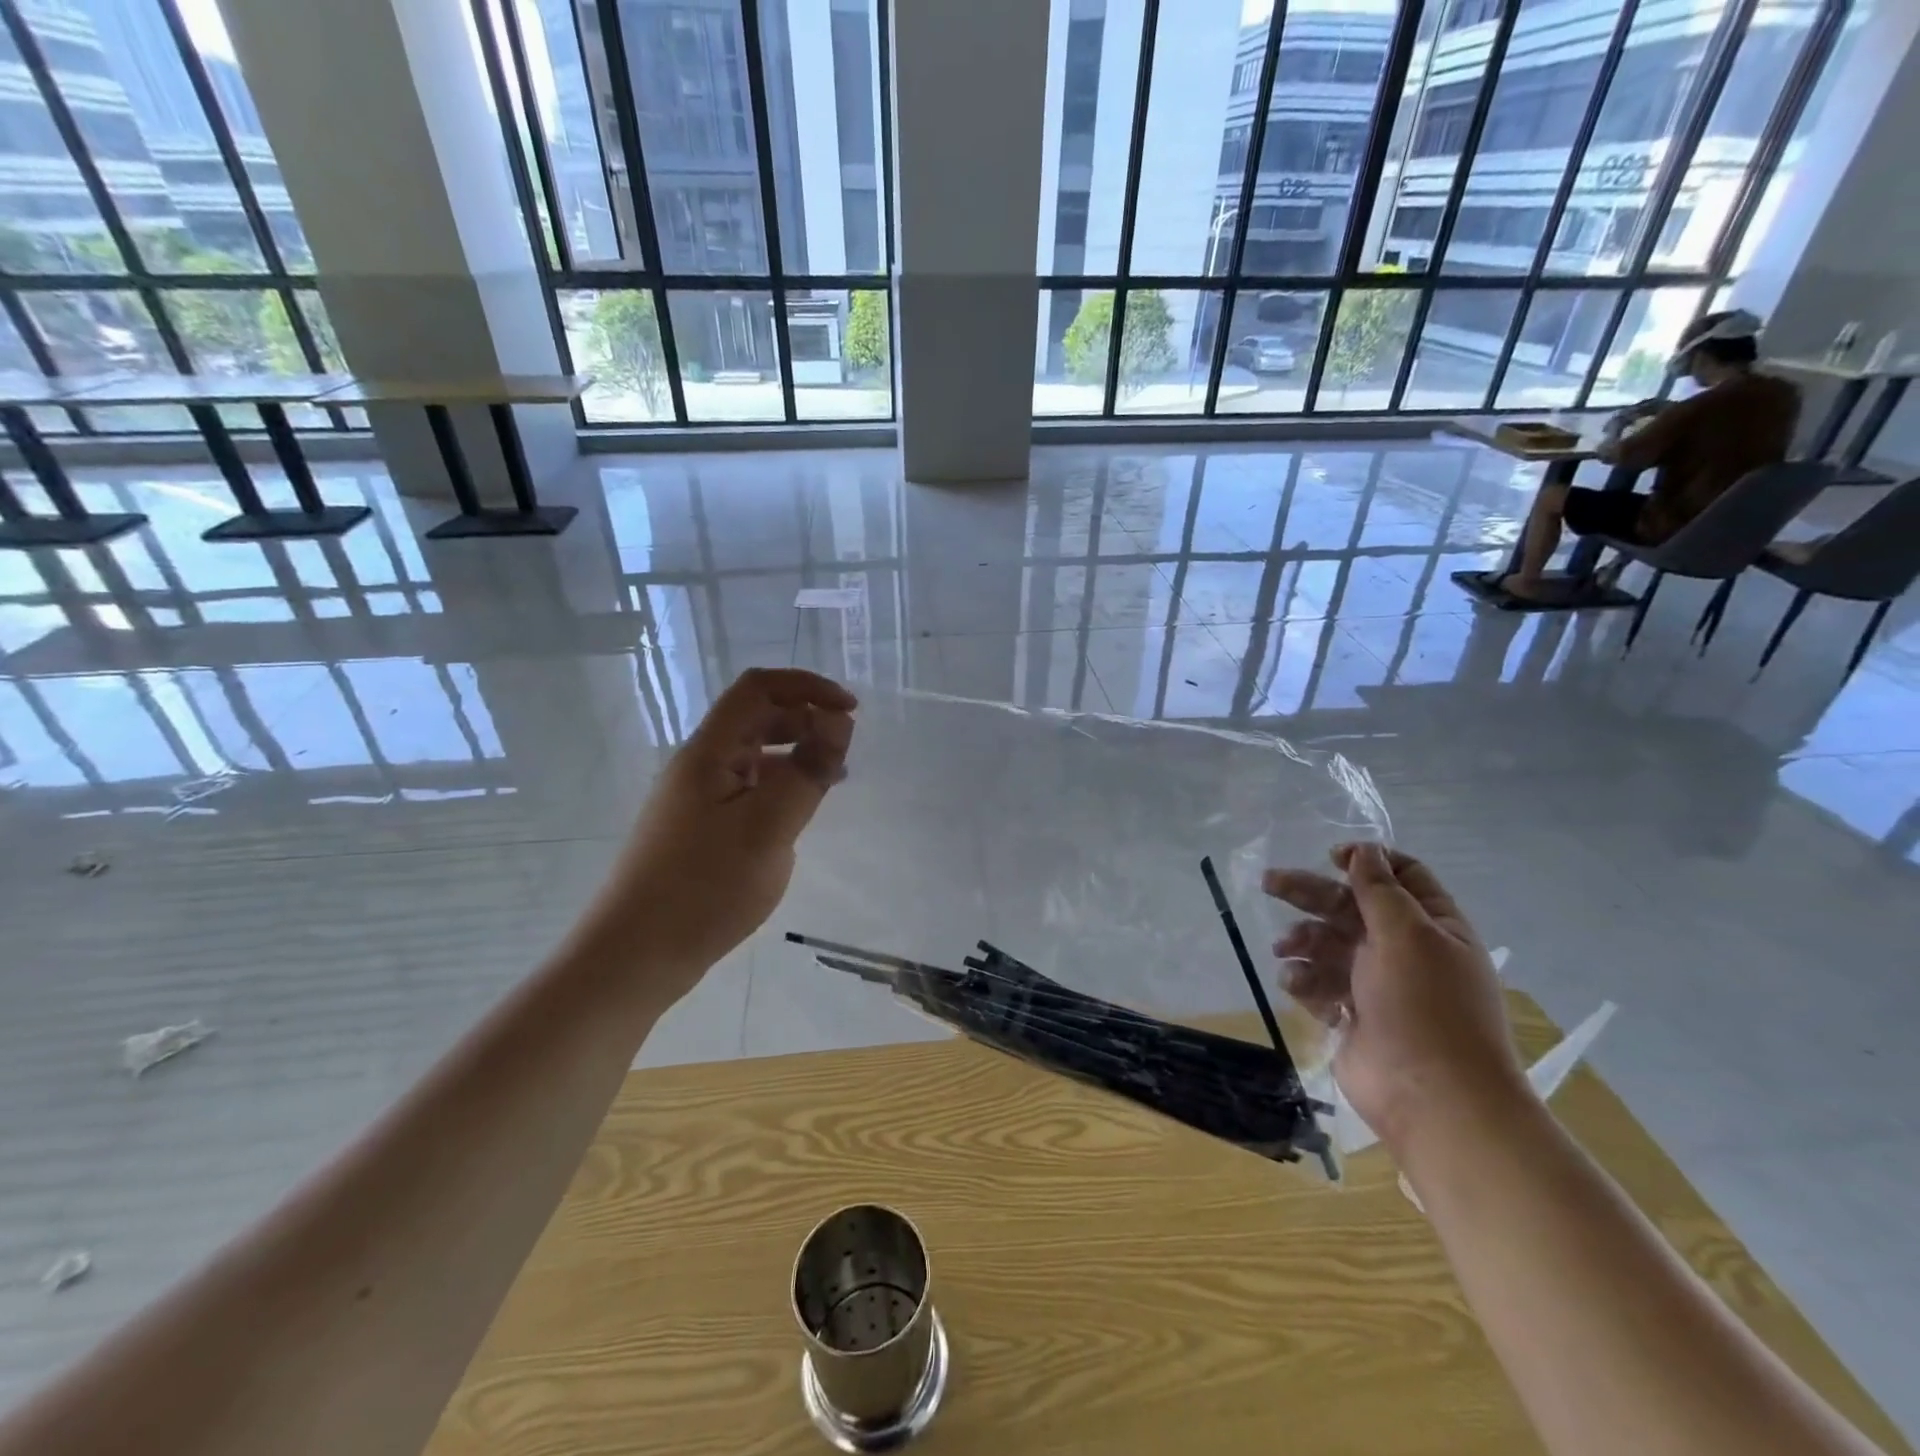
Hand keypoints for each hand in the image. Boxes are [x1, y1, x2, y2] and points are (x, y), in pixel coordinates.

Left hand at [586, 669, 855, 1005]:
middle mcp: (699, 765)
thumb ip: (807, 771)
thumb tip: (838, 720)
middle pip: (756, 718)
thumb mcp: (769, 827)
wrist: (634, 956)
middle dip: (805, 720)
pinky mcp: (699, 828)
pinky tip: (799, 815)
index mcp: (709, 752)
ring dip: (795, 754)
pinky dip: (780, 787)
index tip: (850, 711)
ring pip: (753, 756)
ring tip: (832, 780)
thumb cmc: (704, 888)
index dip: (807, 686)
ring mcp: (696, 798)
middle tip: (844, 749)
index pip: (758, 689)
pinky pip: (747, 789)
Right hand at [1264, 843, 1525, 1152]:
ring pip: (1328, 945)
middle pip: (1350, 907)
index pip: (1403, 877)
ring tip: (1284, 949)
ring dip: (1303, 940)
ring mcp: (1376, 985)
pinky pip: (1319, 983)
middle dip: (1310, 893)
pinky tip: (1295, 983)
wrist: (1434, 1100)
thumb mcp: (1408, 935)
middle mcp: (1404, 950)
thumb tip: (1364, 849)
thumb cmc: (1427, 1007)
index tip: (1331, 857)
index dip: (1368, 861)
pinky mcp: (1351, 1015)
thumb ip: (1380, 890)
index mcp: (1432, 927)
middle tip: (1269, 882)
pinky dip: (1304, 979)